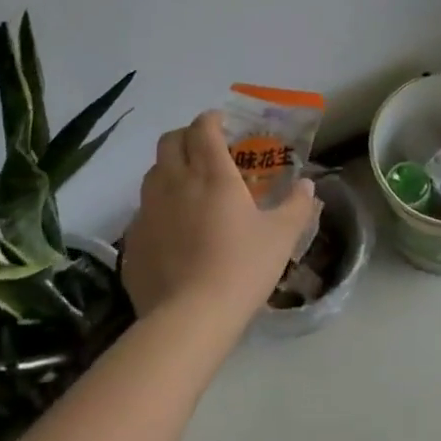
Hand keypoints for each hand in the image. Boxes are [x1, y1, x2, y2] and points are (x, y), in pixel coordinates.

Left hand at [122, 111, 319, 326]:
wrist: (189, 320)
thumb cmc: (241, 268)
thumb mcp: (281, 237)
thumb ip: (296, 205)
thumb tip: (307, 185)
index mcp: (212, 173)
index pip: (203, 127)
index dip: (212, 119)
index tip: (224, 124)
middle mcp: (175, 182)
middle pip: (170, 141)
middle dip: (187, 137)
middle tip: (206, 150)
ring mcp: (148, 211)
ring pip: (152, 173)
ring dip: (169, 169)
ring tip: (189, 187)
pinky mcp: (133, 240)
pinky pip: (143, 211)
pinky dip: (158, 207)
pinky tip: (174, 230)